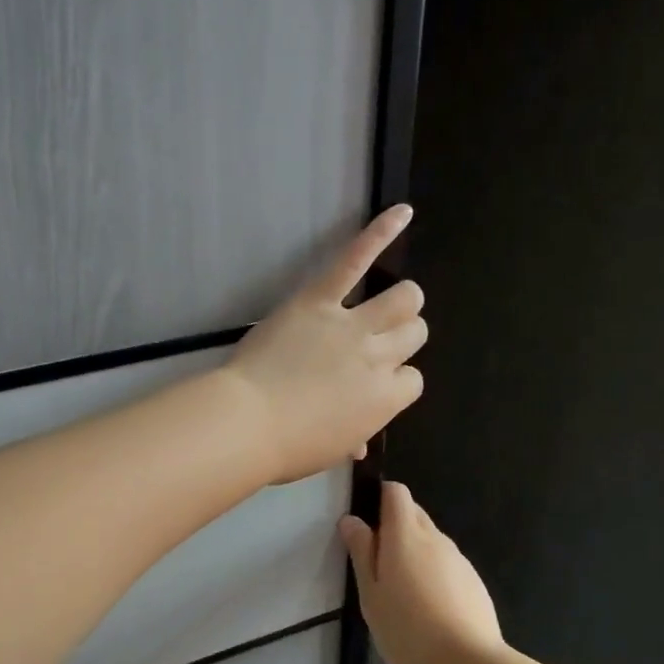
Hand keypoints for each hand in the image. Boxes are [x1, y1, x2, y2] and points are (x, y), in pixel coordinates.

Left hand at [223, 206, 426, 483]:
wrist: (248, 422)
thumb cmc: (288, 446)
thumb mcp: (329, 451)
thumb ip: (353, 438)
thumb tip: (359, 443)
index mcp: (385, 400)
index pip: (413, 381)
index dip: (396, 381)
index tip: (374, 385)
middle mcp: (379, 358)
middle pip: (415, 334)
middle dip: (404, 337)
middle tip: (379, 342)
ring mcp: (352, 325)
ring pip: (403, 299)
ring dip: (402, 301)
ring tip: (390, 303)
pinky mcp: (320, 299)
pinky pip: (354, 260)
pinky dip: (379, 233)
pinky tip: (401, 213)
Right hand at [339, 482, 503, 663]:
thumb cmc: (407, 629)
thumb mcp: (371, 594)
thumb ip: (362, 552)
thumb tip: (352, 519)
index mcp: (405, 535)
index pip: (396, 492)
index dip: (380, 497)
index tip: (366, 522)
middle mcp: (435, 537)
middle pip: (414, 513)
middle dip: (394, 526)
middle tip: (377, 563)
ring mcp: (458, 558)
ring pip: (431, 540)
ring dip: (414, 552)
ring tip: (401, 591)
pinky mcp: (473, 580)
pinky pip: (446, 564)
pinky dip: (433, 573)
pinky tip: (428, 608)